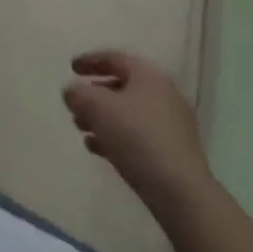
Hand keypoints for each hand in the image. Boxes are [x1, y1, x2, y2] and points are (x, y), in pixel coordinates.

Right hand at [63, 50, 213, 218]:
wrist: (181, 193)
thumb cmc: (137, 138)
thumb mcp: (98, 108)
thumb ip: (79, 94)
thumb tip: (72, 92)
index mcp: (148, 75)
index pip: (115, 58)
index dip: (90, 61)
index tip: (71, 69)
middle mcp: (164, 94)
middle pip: (122, 86)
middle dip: (95, 95)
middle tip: (75, 105)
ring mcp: (171, 125)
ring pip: (129, 114)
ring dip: (103, 119)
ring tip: (81, 129)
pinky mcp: (173, 153)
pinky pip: (139, 136)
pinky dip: (117, 137)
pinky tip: (97, 149)